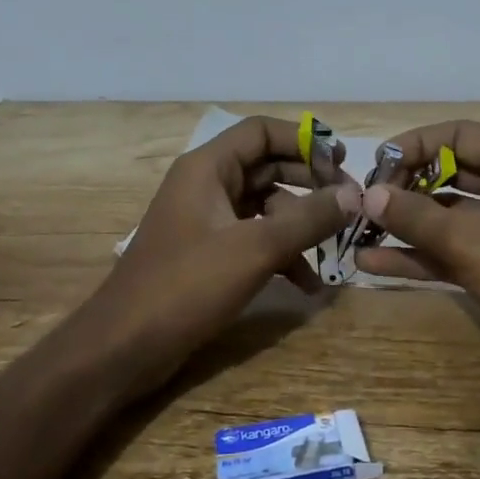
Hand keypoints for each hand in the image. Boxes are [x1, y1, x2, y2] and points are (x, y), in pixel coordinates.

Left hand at [80, 115, 360, 400]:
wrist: (124, 347)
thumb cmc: (186, 285)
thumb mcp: (256, 249)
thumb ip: (308, 219)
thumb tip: (355, 196)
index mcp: (208, 168)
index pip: (263, 132)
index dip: (306, 141)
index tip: (344, 163)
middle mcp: (207, 185)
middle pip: (269, 167)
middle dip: (312, 185)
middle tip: (351, 205)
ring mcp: (206, 221)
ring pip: (266, 207)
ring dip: (301, 226)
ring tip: (336, 249)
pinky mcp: (208, 254)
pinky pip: (255, 239)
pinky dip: (282, 254)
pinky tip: (307, 284)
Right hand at [352, 120, 479, 402]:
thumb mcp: (470, 241)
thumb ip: (415, 216)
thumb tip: (369, 195)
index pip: (458, 135)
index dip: (415, 144)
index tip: (377, 166)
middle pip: (449, 173)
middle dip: (405, 186)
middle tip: (366, 203)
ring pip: (446, 216)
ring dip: (405, 224)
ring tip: (358, 232)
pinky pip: (449, 250)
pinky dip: (417, 255)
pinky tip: (372, 264)